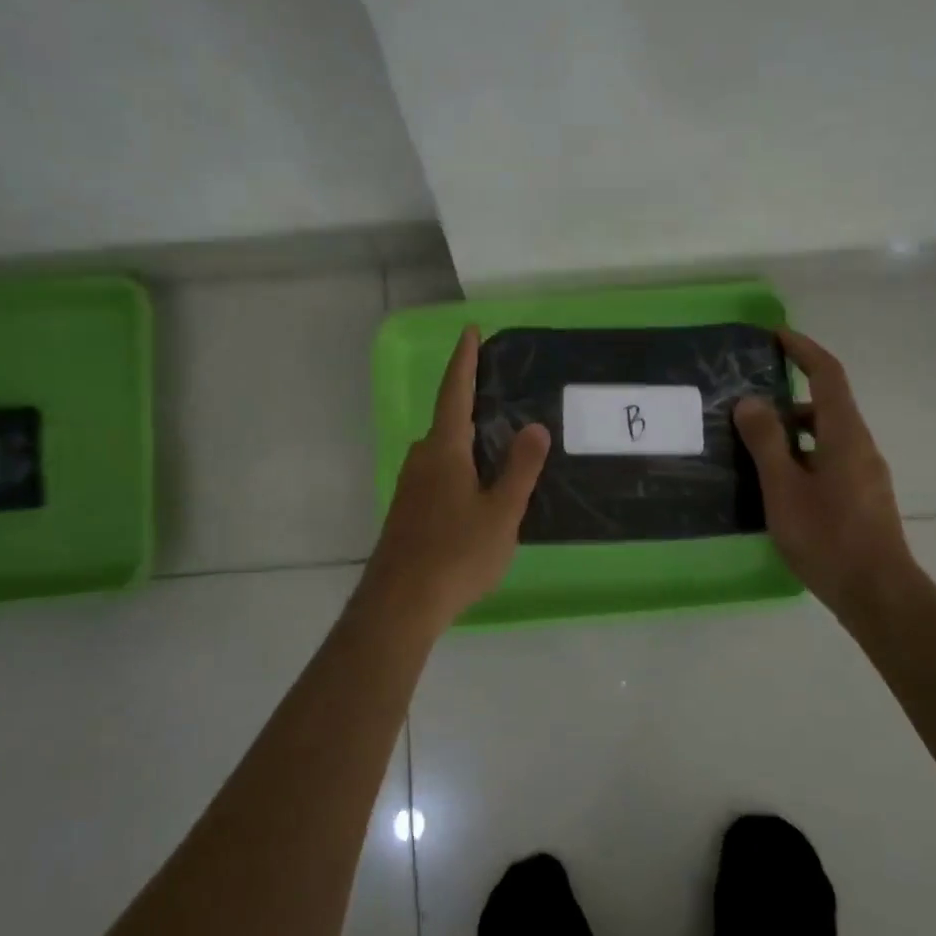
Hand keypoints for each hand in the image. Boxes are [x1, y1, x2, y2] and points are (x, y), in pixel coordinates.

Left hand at [361, 325, 550, 630]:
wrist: (400, 603)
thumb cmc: (456, 554)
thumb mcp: (501, 512)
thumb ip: (520, 469)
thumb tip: (535, 426)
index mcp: (444, 450)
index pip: (455, 392)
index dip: (464, 360)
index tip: (470, 331)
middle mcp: (421, 459)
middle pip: (448, 420)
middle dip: (472, 402)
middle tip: (503, 395)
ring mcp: (410, 486)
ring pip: (443, 450)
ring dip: (468, 439)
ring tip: (500, 443)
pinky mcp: (408, 511)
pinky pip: (438, 473)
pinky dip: (460, 466)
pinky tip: (479, 488)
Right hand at [734, 330, 916, 621]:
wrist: (878, 593)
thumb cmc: (827, 537)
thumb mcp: (784, 488)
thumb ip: (766, 442)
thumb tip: (751, 401)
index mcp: (845, 435)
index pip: (828, 375)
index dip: (804, 350)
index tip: (776, 336)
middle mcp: (860, 446)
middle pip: (826, 405)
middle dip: (789, 395)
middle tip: (748, 404)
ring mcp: (865, 474)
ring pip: (826, 436)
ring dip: (792, 431)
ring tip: (753, 447)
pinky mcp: (862, 497)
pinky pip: (829, 459)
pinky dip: (802, 455)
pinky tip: (777, 484)